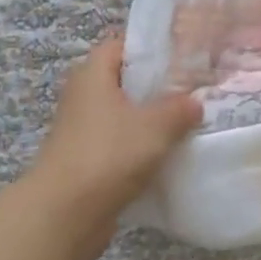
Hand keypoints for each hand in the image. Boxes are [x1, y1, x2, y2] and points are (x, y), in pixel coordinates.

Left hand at [25, 38, 202, 249]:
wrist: (65, 213)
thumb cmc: (109, 154)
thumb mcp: (156, 125)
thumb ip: (180, 108)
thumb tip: (195, 102)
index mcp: (93, 76)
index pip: (120, 45)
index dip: (150, 46)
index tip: (183, 54)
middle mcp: (84, 98)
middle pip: (123, 81)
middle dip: (157, 85)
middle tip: (194, 87)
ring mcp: (83, 132)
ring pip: (124, 115)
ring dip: (151, 119)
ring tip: (188, 121)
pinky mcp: (88, 161)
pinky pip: (121, 144)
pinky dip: (142, 147)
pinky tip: (169, 154)